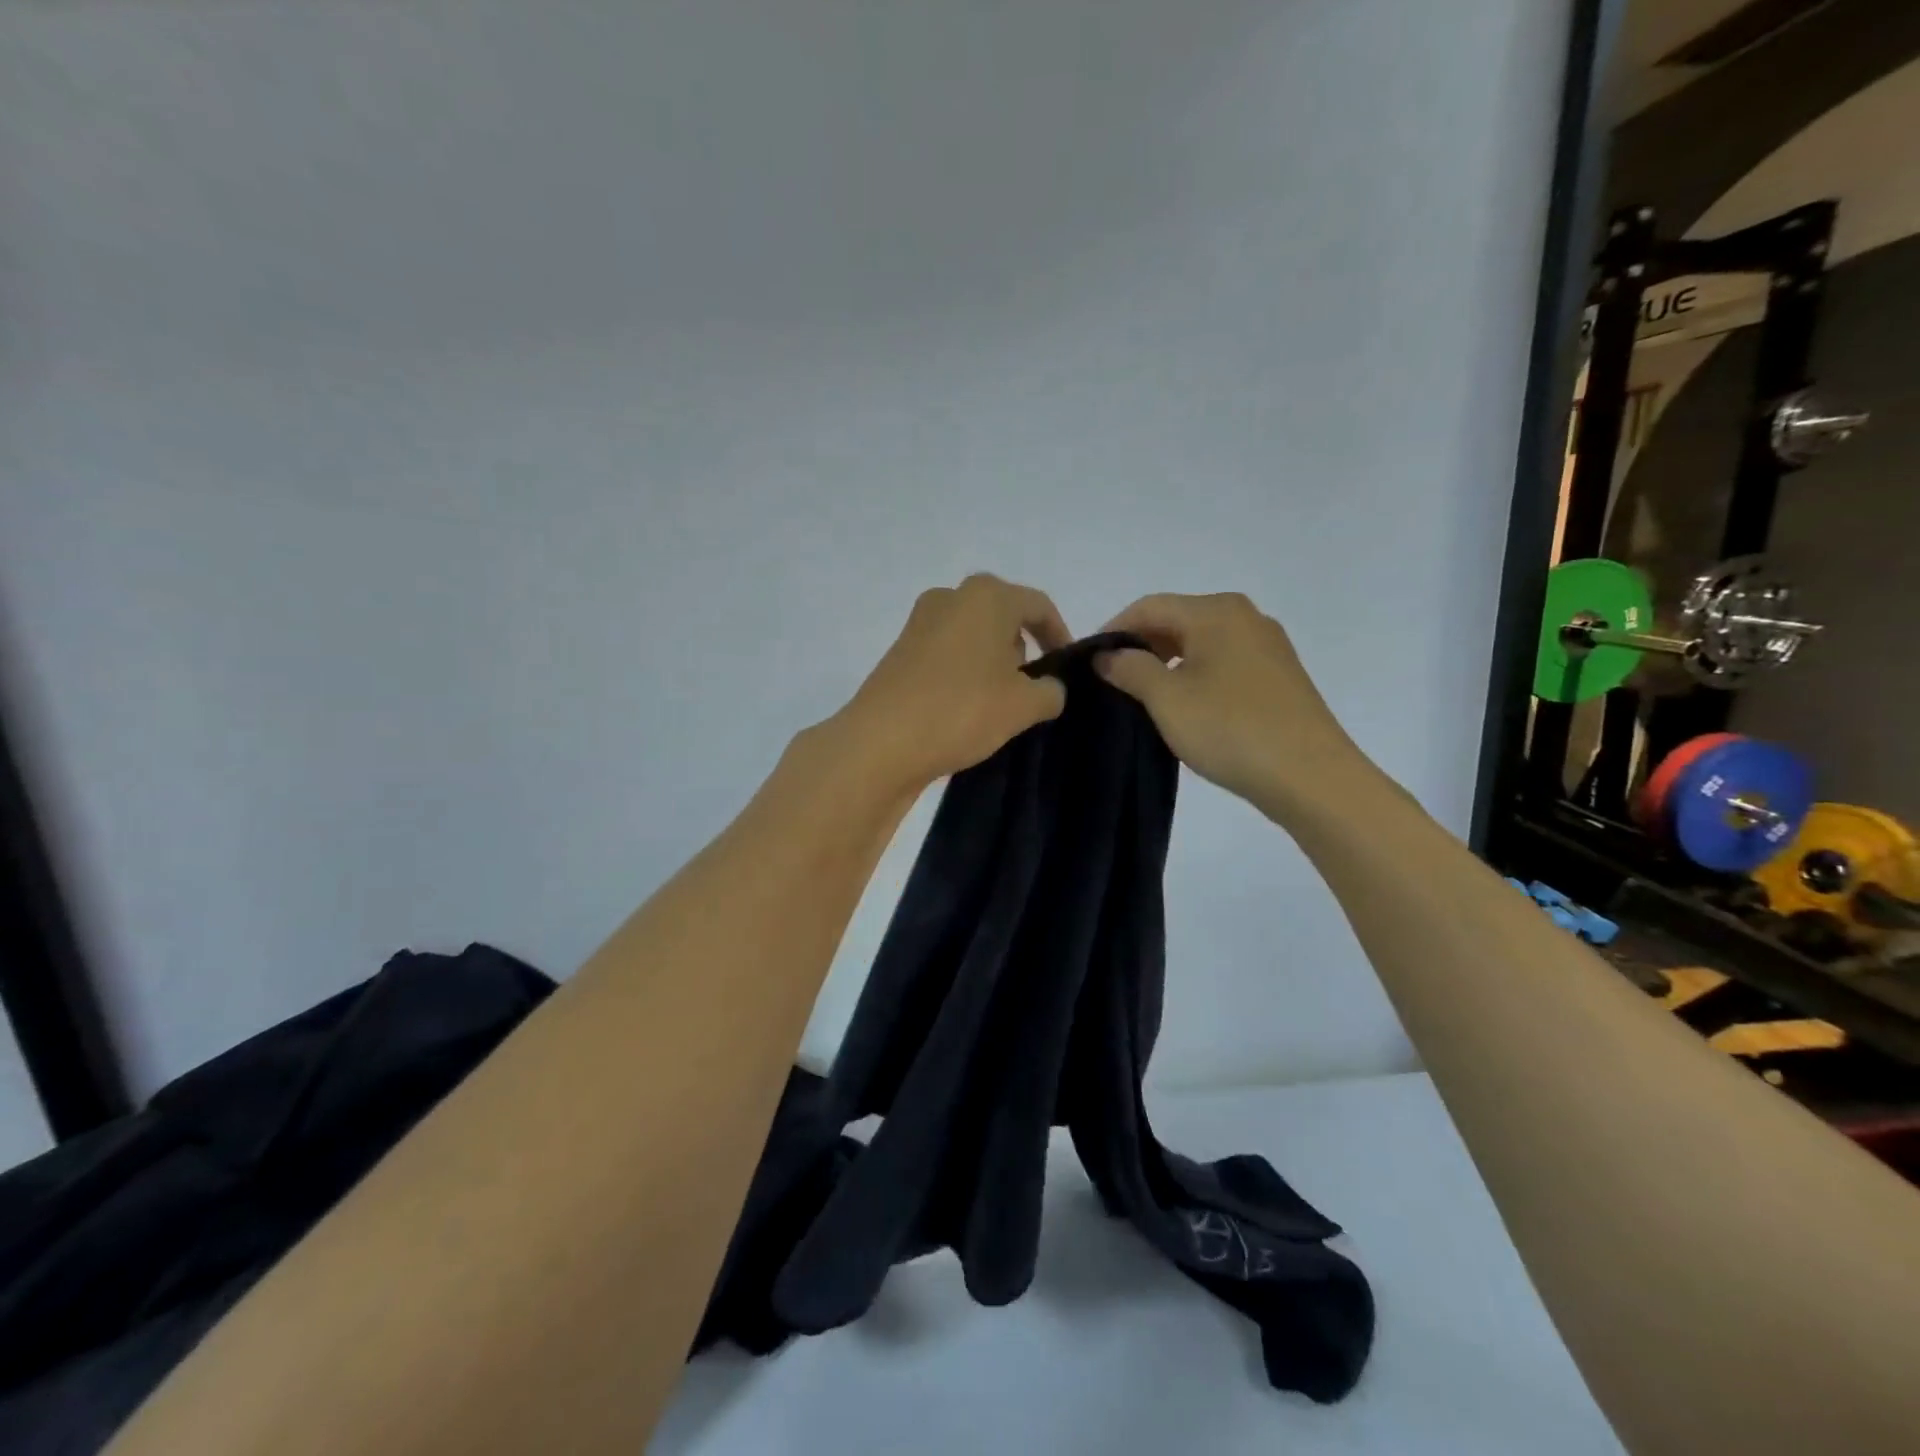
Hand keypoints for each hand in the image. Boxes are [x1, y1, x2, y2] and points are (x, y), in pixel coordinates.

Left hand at [831, 574, 1072, 790]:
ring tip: (999, 703)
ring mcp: (919, 623)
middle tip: (1032, 688)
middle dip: (1022, 648)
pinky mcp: (900, 651)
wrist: (881, 742)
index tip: (1067, 668)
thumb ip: (1050, 691)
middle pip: (1002, 616)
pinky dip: (964, 672)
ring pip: (972, 635)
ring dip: (992, 662)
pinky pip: (947, 653)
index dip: (1059, 635)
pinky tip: (966, 707)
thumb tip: (1050, 688)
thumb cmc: (961, 710)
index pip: (1038, 606)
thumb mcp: (1023, 706)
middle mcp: (950, 597)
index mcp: (986, 596)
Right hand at [1095, 593, 1370, 821]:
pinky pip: (1224, 661)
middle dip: (1141, 646)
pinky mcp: (1279, 675)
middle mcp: (1245, 617)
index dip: (1113, 630)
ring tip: (1143, 695)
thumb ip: (1130, 669)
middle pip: (1177, 619)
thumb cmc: (1230, 729)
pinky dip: (1196, 674)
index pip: (1149, 607)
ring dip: (1167, 662)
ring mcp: (1267, 645)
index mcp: (1216, 612)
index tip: (1089, 661)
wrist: (1309, 776)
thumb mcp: (1167, 699)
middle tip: (1112, 680)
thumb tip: (1107, 655)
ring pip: (1202, 642)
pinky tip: (1186, 705)